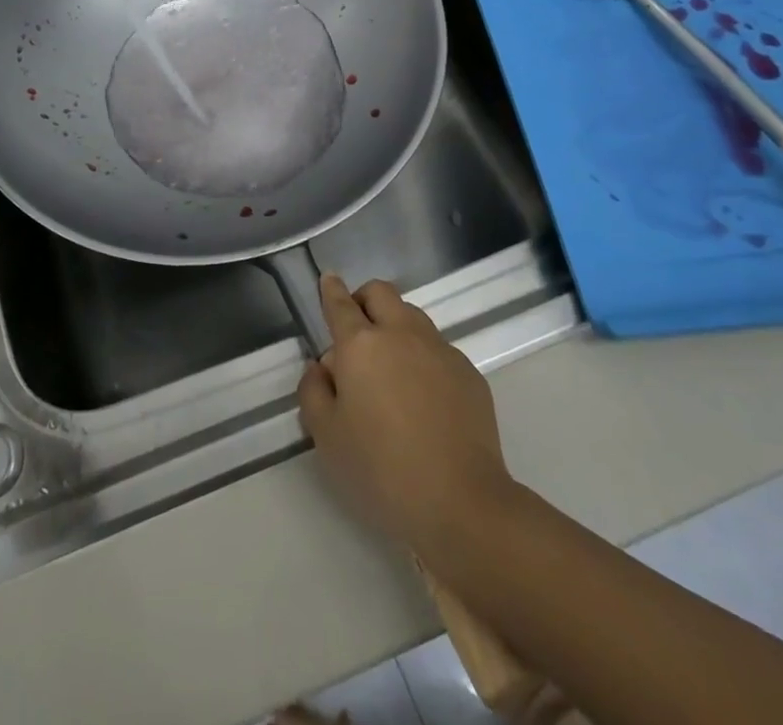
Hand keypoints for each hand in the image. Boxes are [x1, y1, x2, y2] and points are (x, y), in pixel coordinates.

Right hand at [297, 275, 515, 554]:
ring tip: (390, 366)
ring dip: (395, 325)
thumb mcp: (326, 436)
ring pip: (412, 316)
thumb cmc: (381, 469)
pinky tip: (423, 397)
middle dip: (364, 299)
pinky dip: (423, 357)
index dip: (330, 289)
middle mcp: (401, 334)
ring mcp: (440, 350)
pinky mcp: (469, 372)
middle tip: (355, 330)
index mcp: (361, 344)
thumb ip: (313, 391)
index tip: (328, 280)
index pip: (341, 303)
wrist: (461, 502)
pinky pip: (438, 349)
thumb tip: (322, 366)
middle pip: (381, 292)